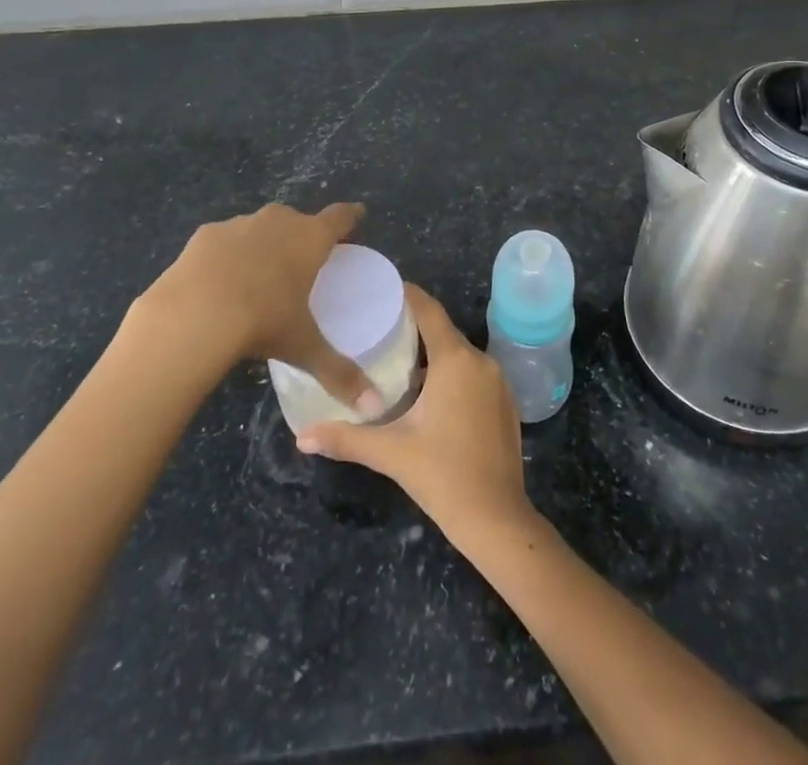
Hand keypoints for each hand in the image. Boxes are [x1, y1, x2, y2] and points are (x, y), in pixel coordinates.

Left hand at [132, 201, 379, 415]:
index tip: (357, 215)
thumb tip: (375, 407)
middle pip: (299, 220)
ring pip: (261, 227)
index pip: (340, 217)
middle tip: (305, 261)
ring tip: (260, 273)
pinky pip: (225, 240)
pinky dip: (228, 254)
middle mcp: (279, 221)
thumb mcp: (304, 348)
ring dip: (265, 243)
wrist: (192, 314)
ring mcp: (240, 224)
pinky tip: (220, 281)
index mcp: (310, 239)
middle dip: (303, 234)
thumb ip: (340, 373)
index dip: (350, 216)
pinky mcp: (205, 235)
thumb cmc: (263, 322)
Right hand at [297, 285, 530, 541]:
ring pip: (458, 355)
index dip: (406, 295)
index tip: (381, 289)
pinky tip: (428, 396)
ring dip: (431, 356)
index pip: (429, 310)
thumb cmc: (442, 475)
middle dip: (412, 328)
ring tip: (396, 363)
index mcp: (455, 360)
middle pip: (442, 332)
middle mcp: (480, 360)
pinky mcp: (505, 402)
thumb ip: (345, 438)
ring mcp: (498, 381)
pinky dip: (451, 375)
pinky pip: (473, 374)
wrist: (497, 518)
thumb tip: (301, 436)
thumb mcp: (390, 452)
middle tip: (377, 331)